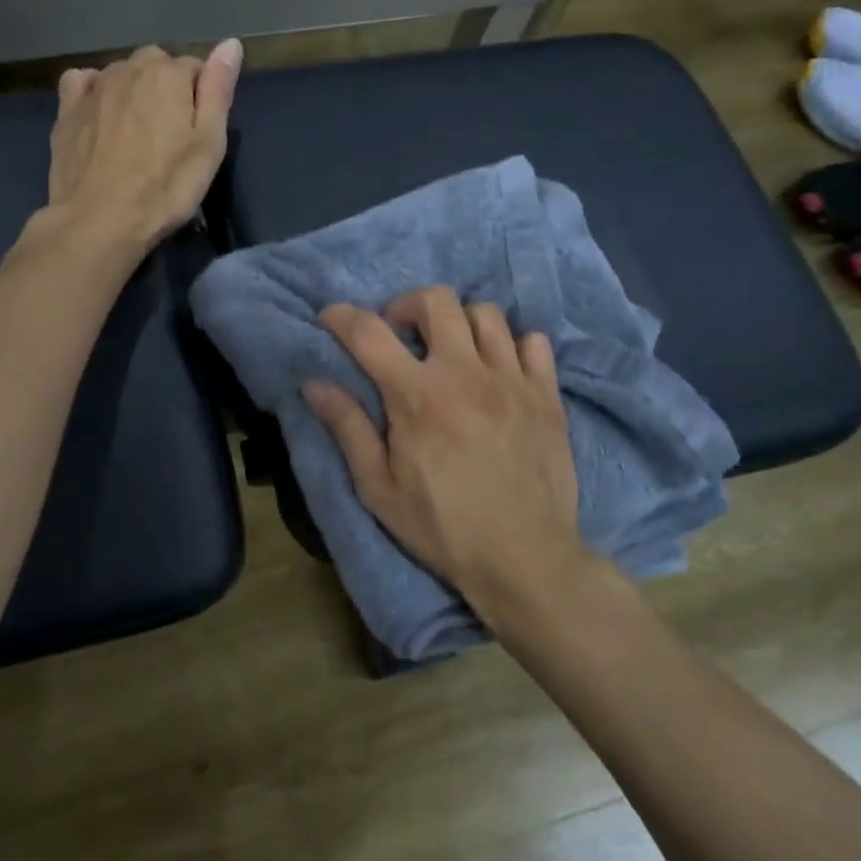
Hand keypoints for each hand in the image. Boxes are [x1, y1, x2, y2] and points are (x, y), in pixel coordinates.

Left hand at [46, 41, 241, 251]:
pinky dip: (93, 90)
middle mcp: (129, 68)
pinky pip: (82, 82)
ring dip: (132, 91)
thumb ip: (219, 90)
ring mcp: (93, 87)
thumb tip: (231, 43)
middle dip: (166, 89)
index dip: (200, 99)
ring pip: (121, 74)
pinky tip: (99, 114)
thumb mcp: (209, 144)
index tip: (197, 133)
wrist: (99, 220)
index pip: (195, 68)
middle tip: (168, 135)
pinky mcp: (67, 110)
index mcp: (169, 73)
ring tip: (136, 133)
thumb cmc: (165, 187)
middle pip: (156, 66)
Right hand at [302, 287, 607, 627]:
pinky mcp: (547, 395)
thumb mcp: (378, 488)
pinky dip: (511, 345)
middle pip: (436, 301)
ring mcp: (512, 380)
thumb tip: (314, 384)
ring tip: (450, 351)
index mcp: (417, 396)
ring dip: (459, 323)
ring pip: (485, 314)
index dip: (342, 317)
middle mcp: (465, 373)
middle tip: (400, 334)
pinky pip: (532, 341)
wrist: (524, 559)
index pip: (370, 333)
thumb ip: (348, 429)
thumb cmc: (441, 527)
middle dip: (407, 306)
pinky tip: (499, 371)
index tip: (331, 318)